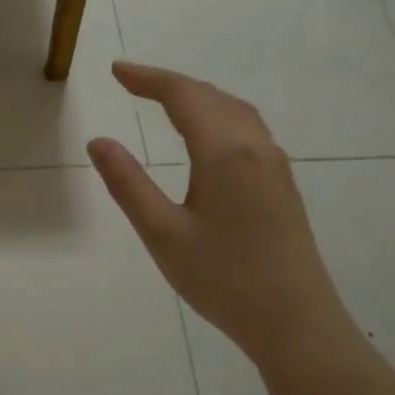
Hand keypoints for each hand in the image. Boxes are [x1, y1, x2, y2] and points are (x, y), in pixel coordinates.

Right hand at [88, 63, 390, 394]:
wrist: (296, 324)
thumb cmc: (223, 280)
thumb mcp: (162, 234)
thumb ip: (128, 184)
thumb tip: (98, 142)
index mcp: (225, 153)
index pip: (184, 96)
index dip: (148, 78)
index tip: (115, 71)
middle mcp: (255, 148)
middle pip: (212, 97)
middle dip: (170, 83)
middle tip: (131, 82)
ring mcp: (275, 167)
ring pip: (235, 111)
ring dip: (198, 97)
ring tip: (164, 100)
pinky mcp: (282, 186)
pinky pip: (248, 130)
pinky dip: (217, 115)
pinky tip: (206, 136)